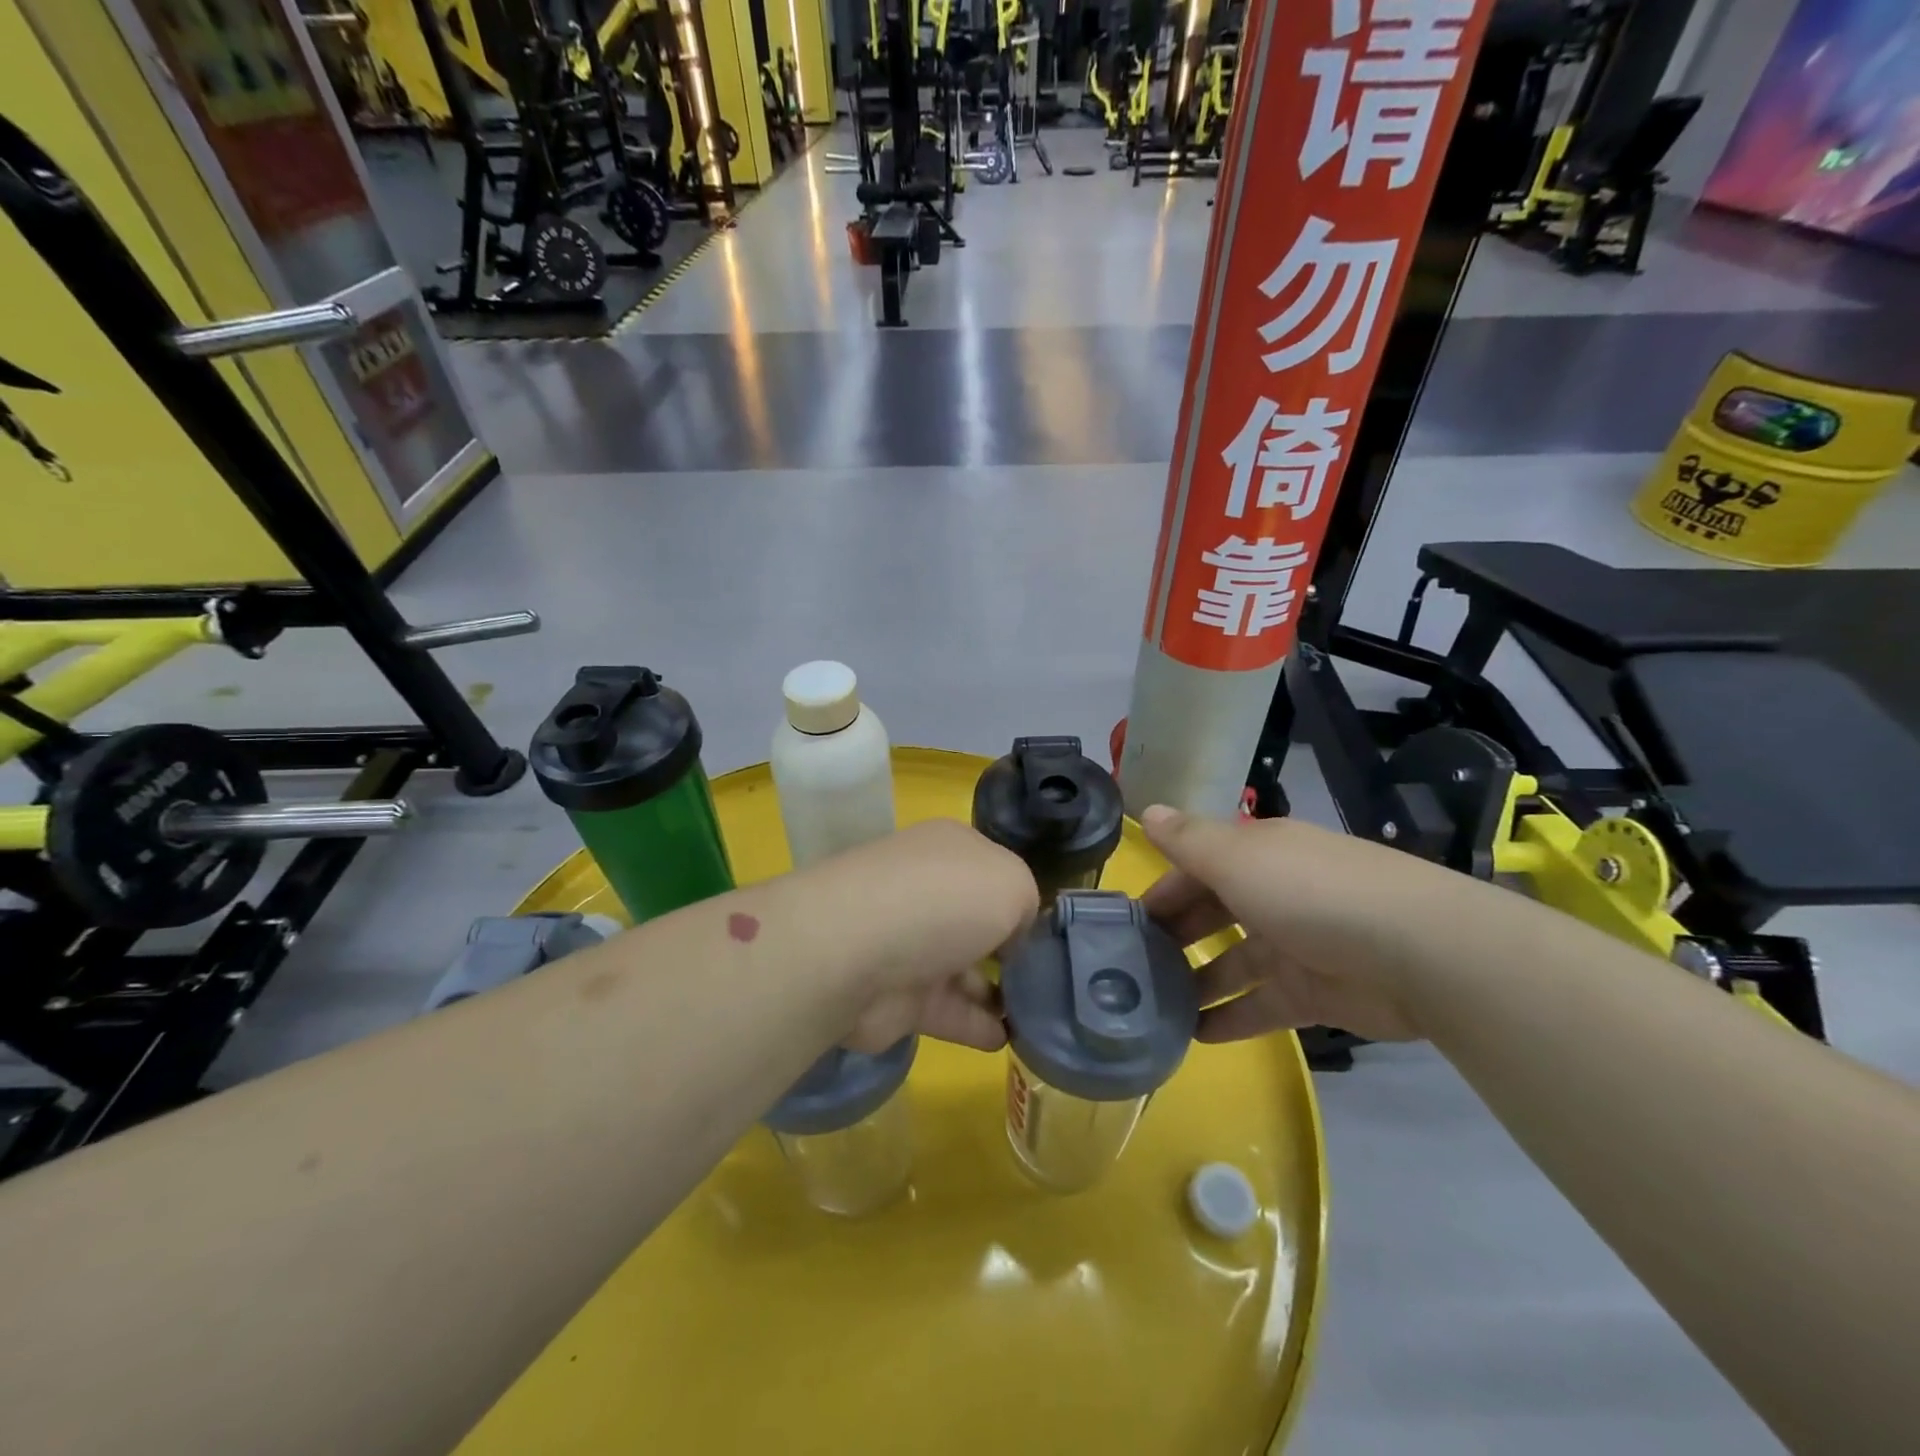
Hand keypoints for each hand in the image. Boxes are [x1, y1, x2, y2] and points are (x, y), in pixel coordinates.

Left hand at [820, 819, 1037, 1053]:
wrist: (854, 952)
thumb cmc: (942, 900)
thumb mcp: (1011, 883)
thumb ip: (1026, 904)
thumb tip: (1011, 938)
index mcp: (952, 850)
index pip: (994, 871)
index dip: (1021, 900)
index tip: (1049, 934)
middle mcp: (928, 891)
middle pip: (977, 920)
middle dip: (1009, 948)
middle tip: (1050, 980)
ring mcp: (910, 944)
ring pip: (964, 968)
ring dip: (998, 992)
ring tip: (1039, 1016)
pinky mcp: (898, 996)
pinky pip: (950, 1011)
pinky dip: (979, 1026)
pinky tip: (1011, 1040)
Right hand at [1140, 805, 1429, 1043]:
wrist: (1417, 953)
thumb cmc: (1309, 893)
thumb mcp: (1236, 858)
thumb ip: (1187, 840)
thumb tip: (1147, 811)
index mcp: (1260, 855)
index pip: (1198, 866)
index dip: (1162, 888)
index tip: (1127, 919)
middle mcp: (1277, 893)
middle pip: (1215, 912)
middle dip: (1177, 934)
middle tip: (1132, 964)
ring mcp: (1298, 945)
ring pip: (1235, 961)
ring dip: (1198, 980)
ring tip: (1154, 1005)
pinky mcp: (1316, 993)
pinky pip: (1262, 1005)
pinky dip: (1232, 1018)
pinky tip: (1196, 1036)